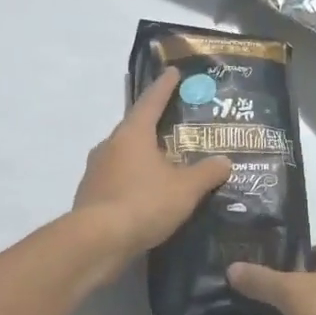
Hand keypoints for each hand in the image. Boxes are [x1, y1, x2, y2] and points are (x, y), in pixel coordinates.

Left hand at [73, 68, 230, 267]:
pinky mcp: (90, 195)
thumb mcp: (185, 189)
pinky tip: (146, 192)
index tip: (173, 72)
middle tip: (174, 123)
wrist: (96, 242)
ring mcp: (96, 170)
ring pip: (124, 154)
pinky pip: (117, 178)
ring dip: (142, 155)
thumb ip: (207, 173)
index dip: (165, 86)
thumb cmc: (143, 203)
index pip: (151, 101)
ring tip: (164, 162)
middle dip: (154, 124)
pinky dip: (133, 179)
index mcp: (132, 133)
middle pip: (135, 127)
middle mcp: (110, 145)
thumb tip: (225, 161)